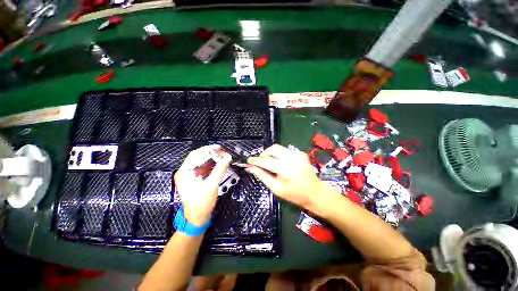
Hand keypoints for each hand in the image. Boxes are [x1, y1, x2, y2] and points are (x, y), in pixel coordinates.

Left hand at [174, 145, 231, 226]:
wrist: (197, 218)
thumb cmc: (202, 203)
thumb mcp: (211, 185)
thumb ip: (219, 170)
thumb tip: (228, 158)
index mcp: (184, 173)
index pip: (195, 155)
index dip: (207, 149)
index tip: (219, 147)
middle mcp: (184, 172)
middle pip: (197, 157)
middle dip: (210, 153)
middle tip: (222, 152)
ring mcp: (189, 176)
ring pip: (200, 162)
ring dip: (211, 158)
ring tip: (222, 156)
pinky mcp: (194, 179)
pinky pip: (203, 168)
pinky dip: (211, 164)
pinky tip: (218, 163)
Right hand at [246, 144, 336, 212]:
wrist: (315, 193)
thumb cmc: (294, 195)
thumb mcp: (276, 188)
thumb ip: (262, 176)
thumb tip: (250, 168)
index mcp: (286, 169)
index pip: (266, 161)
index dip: (256, 160)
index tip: (249, 161)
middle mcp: (292, 158)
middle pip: (273, 149)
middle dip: (264, 154)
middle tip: (261, 162)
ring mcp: (298, 154)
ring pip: (279, 148)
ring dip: (271, 154)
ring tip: (270, 163)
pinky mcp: (301, 153)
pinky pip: (285, 150)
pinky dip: (280, 155)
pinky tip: (282, 164)